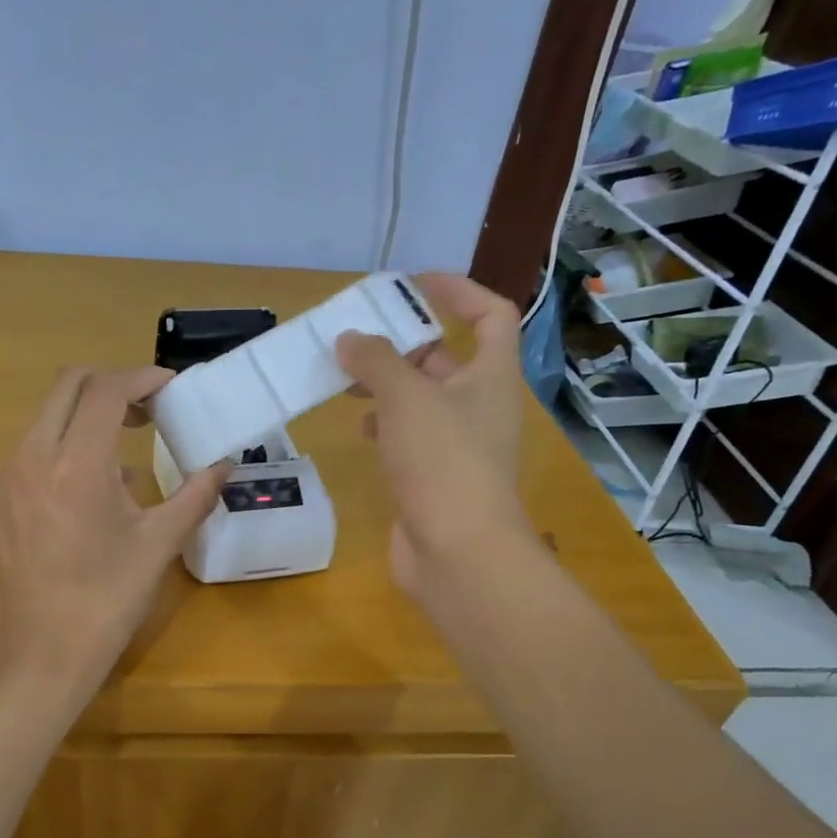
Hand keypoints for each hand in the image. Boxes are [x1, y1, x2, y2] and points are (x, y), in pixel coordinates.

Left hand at [0, 366, 226, 696]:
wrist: (43, 653)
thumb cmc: (108, 600)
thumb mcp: (160, 544)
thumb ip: (195, 494)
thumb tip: (225, 464)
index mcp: (76, 466)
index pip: (106, 390)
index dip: (142, 378)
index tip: (170, 388)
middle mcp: (31, 458)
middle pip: (68, 385)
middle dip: (111, 386)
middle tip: (147, 412)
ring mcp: (4, 477)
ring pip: (45, 417)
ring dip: (86, 418)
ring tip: (122, 457)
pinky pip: (29, 452)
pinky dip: (62, 449)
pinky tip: (86, 493)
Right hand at [336, 273, 532, 602]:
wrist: (459, 553)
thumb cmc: (443, 462)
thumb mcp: (406, 398)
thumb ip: (375, 361)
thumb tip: (350, 339)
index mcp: (491, 376)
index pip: (490, 315)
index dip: (458, 290)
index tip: (412, 284)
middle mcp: (480, 406)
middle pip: (445, 358)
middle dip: (403, 344)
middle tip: (357, 337)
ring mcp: (459, 445)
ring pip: (423, 399)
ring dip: (388, 385)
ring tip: (345, 380)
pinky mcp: (436, 477)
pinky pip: (411, 436)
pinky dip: (386, 425)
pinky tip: (360, 427)